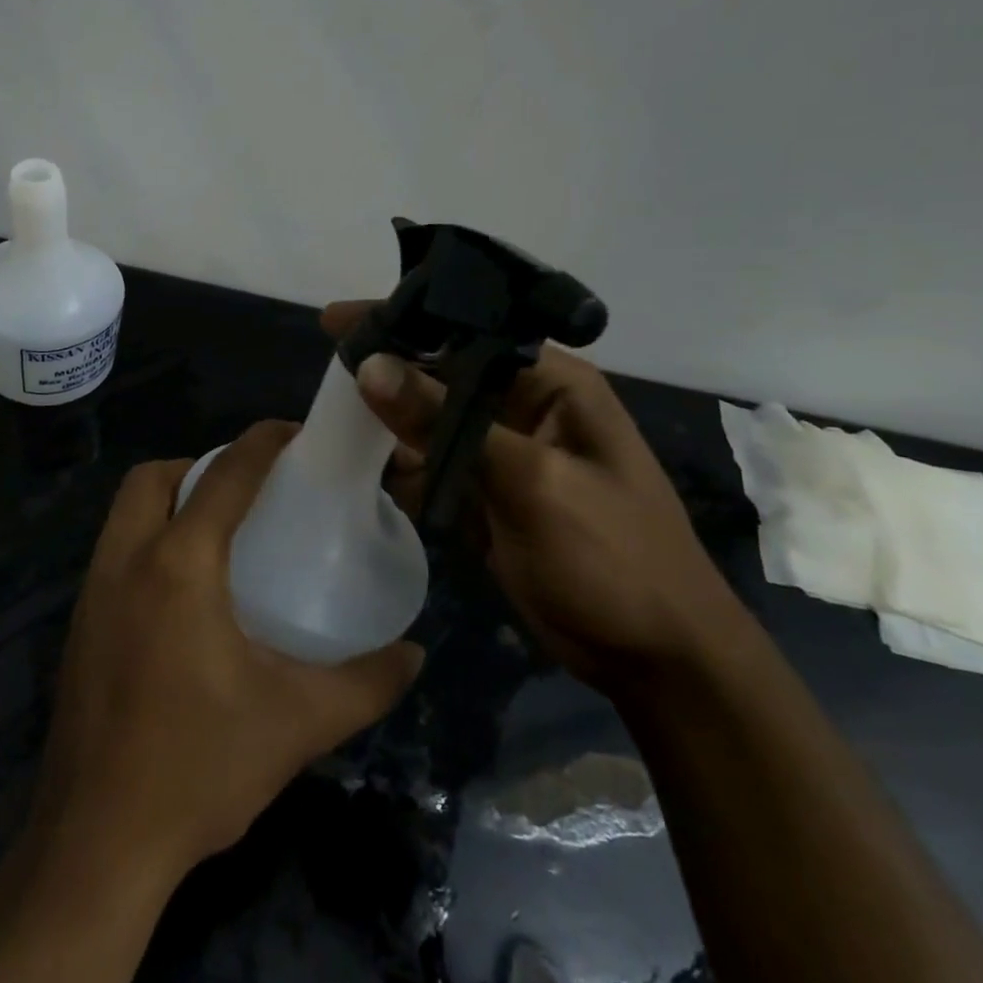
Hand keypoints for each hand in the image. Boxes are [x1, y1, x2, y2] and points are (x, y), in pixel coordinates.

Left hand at [30, 421, 424, 881]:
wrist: (97, 844)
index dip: (262, 442)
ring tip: (219, 534)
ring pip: (126, 512)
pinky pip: (113, 551)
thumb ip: (365, 684)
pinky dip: (147, 540)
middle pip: (153, 477)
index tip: (294, 432)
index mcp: (179, 564)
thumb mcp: (297, 723)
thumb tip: (415, 654)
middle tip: (247, 493)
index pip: (225, 475)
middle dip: (199, 465)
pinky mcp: (78, 625)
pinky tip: (182, 592)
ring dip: (168, 500)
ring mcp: (91, 592)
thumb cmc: (199, 768)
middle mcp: (125, 560)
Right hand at [322, 302, 749, 690]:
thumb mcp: (529, 481)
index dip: (403, 321)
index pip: (467, 330)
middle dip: (388, 373)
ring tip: (338, 425)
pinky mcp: (489, 494)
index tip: (336, 322)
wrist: (655, 660)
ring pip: (431, 420)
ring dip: (390, 424)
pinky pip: (434, 466)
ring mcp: (505, 453)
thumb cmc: (611, 557)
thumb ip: (446, 421)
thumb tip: (370, 366)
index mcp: (553, 383)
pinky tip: (373, 474)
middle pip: (442, 373)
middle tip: (328, 373)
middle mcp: (526, 406)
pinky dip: (405, 470)